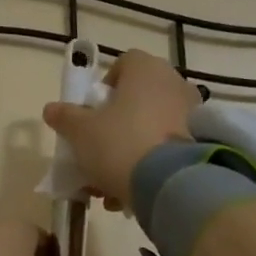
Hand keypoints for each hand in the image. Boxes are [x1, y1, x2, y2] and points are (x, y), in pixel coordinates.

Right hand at [42, 49, 196, 208]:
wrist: (171, 184)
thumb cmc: (120, 143)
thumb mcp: (80, 131)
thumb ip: (64, 117)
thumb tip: (51, 109)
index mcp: (146, 70)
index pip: (124, 64)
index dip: (105, 86)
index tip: (93, 112)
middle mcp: (174, 84)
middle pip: (137, 99)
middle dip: (115, 125)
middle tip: (98, 151)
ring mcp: (193, 114)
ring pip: (152, 128)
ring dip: (130, 150)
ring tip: (110, 183)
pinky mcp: (203, 144)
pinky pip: (168, 149)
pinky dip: (150, 165)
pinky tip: (131, 192)